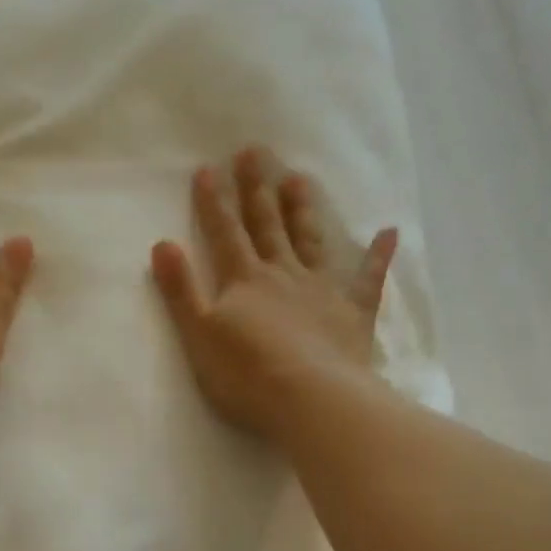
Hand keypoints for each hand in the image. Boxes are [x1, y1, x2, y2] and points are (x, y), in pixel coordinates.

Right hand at [151, 147, 396, 440]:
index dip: (214, 203)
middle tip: (255, 151)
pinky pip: (367, 278)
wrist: (309, 399)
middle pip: (267, 226)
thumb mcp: (198, 335)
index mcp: (244, 281)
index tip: (209, 168)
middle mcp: (282, 274)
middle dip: (257, 189)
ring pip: (309, 240)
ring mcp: (321, 290)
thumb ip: (180, 290)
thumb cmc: (246, 374)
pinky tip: (388, 232)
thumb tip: (162, 244)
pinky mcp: (352, 312)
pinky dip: (377, 255)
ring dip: (302, 209)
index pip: (225, 234)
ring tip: (299, 178)